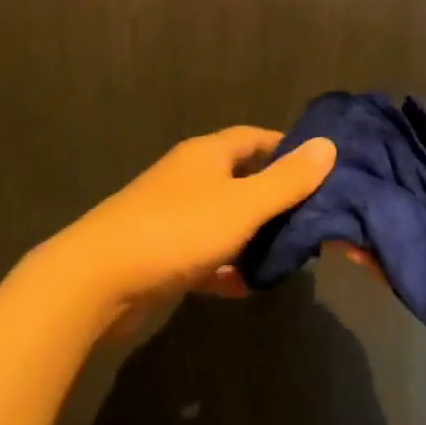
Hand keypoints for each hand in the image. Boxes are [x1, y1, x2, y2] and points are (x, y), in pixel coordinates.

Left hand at [53, 126, 335, 326]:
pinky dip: (226, 267)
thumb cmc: (177, 230)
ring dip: (253, 235)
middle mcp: (189, 178)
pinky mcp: (161, 254)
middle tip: (314, 217)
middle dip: (276, 197)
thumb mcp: (243, 205)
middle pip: (241, 179)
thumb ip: (287, 180)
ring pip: (224, 220)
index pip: (255, 138)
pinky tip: (248, 286)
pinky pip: (204, 255)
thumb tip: (328, 145)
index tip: (321, 167)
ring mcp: (172, 216)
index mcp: (207, 154)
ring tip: (292, 254)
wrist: (97, 280)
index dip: (287, 147)